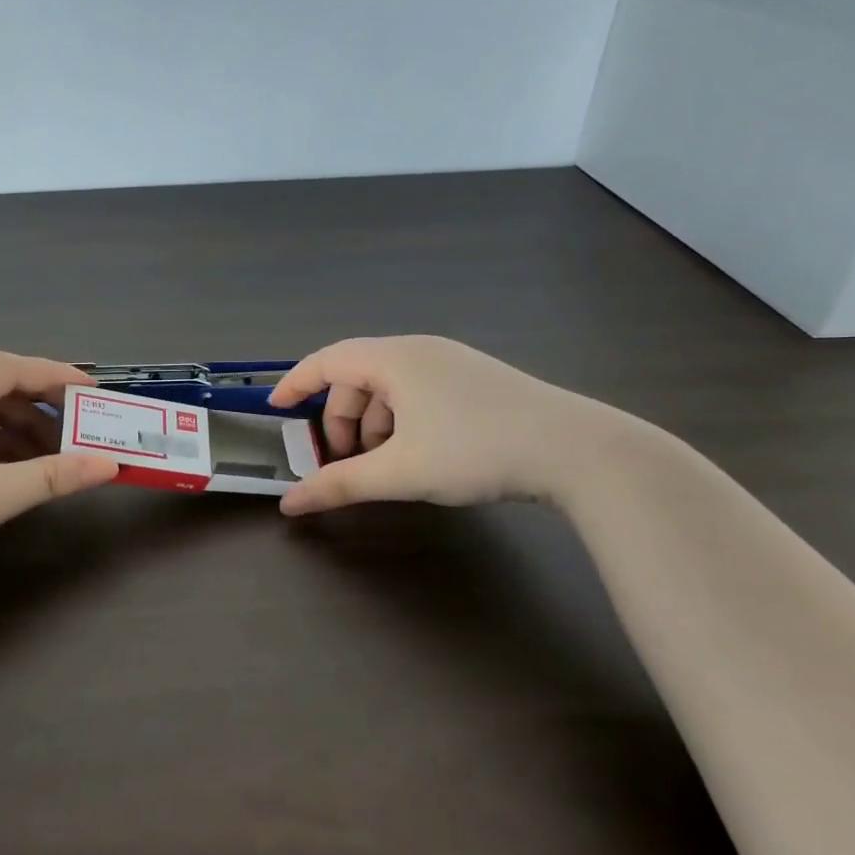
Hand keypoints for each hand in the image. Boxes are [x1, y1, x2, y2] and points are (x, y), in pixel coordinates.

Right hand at [267, 335, 629, 515]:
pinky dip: (402, 422)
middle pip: (357, 379)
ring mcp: (452, 363)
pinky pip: (418, 394)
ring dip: (373, 426)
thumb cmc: (475, 450)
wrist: (577, 450)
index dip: (296, 383)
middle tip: (344, 464)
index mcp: (394, 358)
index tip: (276, 409)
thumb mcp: (400, 472)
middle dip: (342, 421)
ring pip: (390, 389)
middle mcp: (419, 350)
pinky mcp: (477, 381)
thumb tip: (290, 504)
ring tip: (384, 467)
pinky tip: (418, 455)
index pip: (326, 359)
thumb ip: (339, 485)